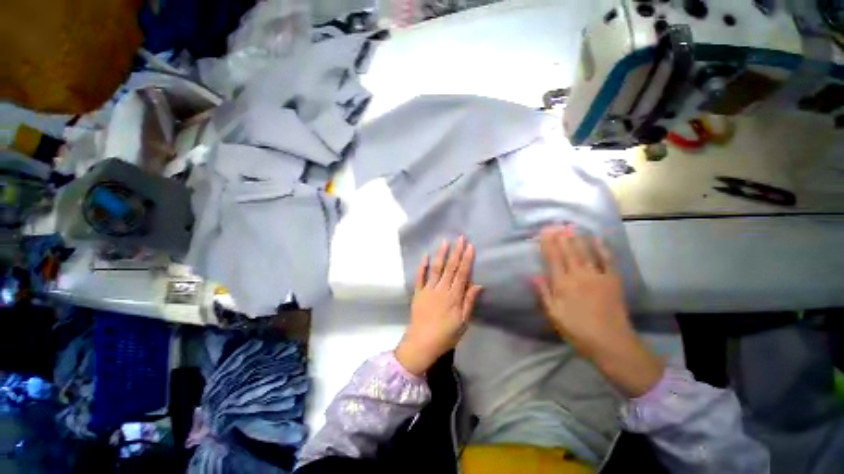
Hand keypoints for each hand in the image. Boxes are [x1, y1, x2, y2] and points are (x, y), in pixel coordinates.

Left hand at [395, 236, 483, 375]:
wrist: (422, 343)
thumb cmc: (446, 335)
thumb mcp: (463, 323)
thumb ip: (469, 302)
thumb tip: (478, 285)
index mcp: (454, 297)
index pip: (462, 274)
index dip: (467, 259)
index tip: (470, 246)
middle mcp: (442, 289)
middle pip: (451, 268)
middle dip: (456, 252)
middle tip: (460, 238)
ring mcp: (428, 290)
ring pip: (436, 269)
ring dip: (441, 254)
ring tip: (445, 241)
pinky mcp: (418, 293)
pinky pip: (420, 277)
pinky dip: (422, 266)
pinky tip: (425, 256)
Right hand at [533, 225, 663, 396]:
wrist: (612, 343)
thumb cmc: (577, 330)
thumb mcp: (554, 315)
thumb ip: (544, 294)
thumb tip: (534, 276)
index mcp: (562, 284)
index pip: (553, 259)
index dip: (548, 244)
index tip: (544, 232)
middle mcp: (578, 276)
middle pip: (568, 252)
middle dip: (561, 237)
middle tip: (556, 225)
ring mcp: (597, 276)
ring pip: (585, 252)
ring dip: (577, 238)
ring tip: (570, 227)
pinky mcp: (613, 280)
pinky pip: (607, 260)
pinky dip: (602, 248)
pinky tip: (597, 238)